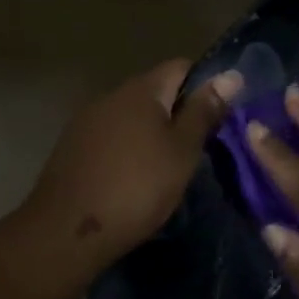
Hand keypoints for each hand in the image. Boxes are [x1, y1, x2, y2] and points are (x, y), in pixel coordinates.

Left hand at [21, 59, 241, 268]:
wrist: (68, 231)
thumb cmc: (136, 188)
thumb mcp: (182, 152)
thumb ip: (204, 112)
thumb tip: (231, 75)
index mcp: (140, 90)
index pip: (181, 67)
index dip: (206, 86)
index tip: (221, 117)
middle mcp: (110, 97)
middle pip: (154, 93)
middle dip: (178, 114)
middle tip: (200, 149)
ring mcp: (86, 123)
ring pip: (131, 118)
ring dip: (152, 135)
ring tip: (169, 168)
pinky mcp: (72, 150)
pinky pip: (111, 140)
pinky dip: (129, 152)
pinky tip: (135, 180)